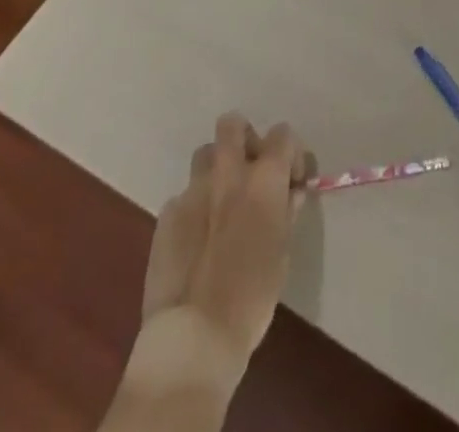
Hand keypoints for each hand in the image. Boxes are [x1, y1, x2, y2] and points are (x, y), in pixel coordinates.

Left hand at [142, 113, 309, 360]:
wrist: (194, 334)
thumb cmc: (252, 296)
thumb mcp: (282, 253)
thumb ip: (286, 213)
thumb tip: (290, 194)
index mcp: (263, 179)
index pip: (283, 134)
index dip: (291, 152)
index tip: (291, 181)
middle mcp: (228, 173)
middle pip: (232, 124)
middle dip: (244, 137)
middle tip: (250, 169)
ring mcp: (192, 191)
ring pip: (205, 155)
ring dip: (216, 169)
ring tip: (221, 203)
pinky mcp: (166, 214)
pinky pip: (183, 197)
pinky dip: (194, 208)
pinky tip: (196, 241)